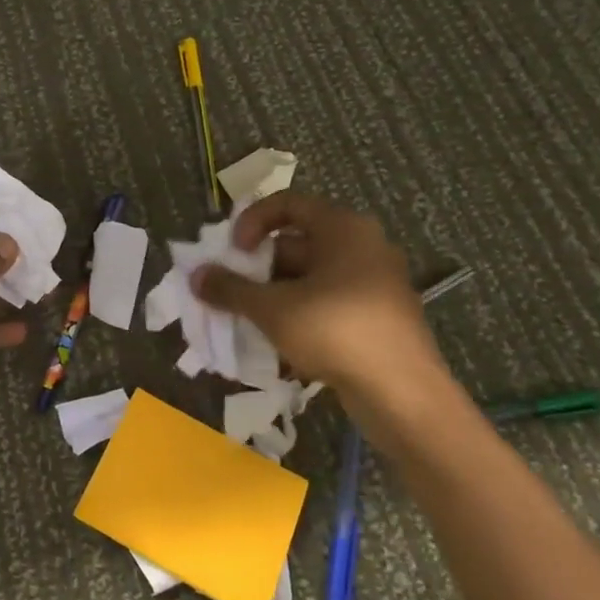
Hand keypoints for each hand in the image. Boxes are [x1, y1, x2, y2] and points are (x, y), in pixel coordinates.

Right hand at [191, 192, 458, 450]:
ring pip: (310, 278)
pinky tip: (279, 345)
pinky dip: (299, 315)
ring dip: (274, 296)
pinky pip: (327, 304)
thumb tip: (196, 275)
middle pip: (297, 243)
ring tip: (249, 322)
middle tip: (232, 292)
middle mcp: (362, 247)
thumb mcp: (273, 308)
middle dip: (258, 267)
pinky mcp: (377, 318)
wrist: (403, 395)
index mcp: (343, 229)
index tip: (233, 252)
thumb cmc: (336, 331)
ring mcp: (374, 284)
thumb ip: (231, 289)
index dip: (252, 221)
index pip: (287, 204)